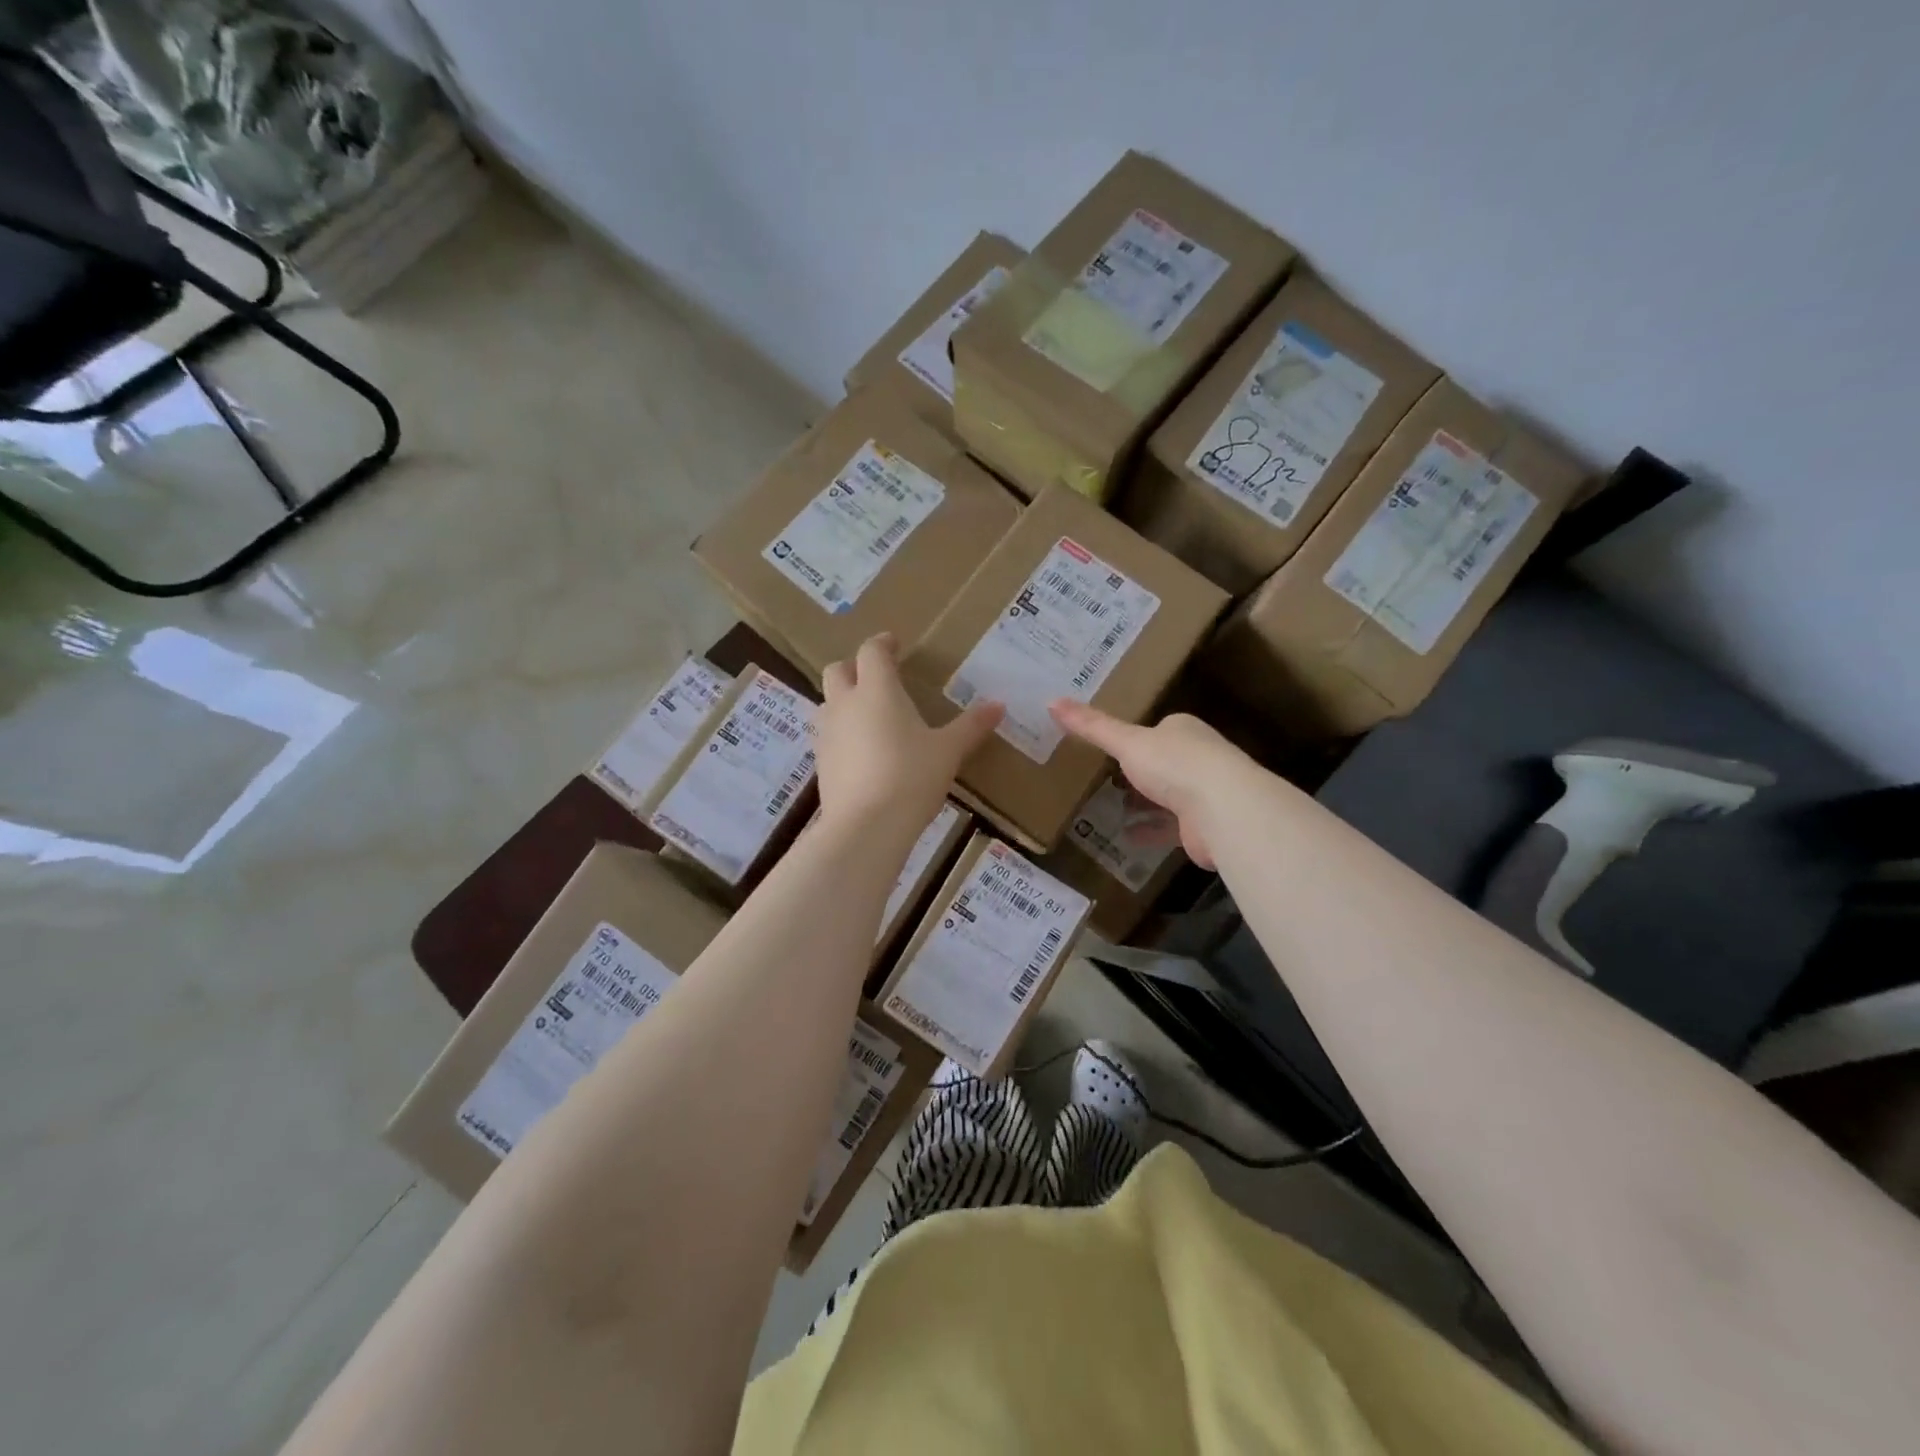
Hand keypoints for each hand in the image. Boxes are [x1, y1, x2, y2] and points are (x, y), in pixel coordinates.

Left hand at [817, 635, 1000, 835]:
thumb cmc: (912, 777)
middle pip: (838, 670)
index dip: (882, 643)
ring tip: (870, 715)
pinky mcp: (820, 762)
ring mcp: (827, 733)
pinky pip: (828, 734)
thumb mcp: (948, 751)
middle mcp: (845, 704)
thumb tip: (999, 705)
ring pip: (828, 702)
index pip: (871, 652)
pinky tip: (862, 751)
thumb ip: (971, 726)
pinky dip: (842, 732)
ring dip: (845, 700)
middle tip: (877, 676)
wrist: (866, 826)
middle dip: (855, 667)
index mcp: (877, 690)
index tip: (894, 643)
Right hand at [1048, 701, 1244, 868]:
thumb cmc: (1175, 765)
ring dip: (1144, 802)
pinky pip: (1169, 827)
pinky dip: (1149, 831)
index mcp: (1183, 731)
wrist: (1224, 810)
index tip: (1112, 746)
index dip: (1136, 738)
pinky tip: (1127, 837)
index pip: (1158, 729)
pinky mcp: (1201, 826)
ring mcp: (1203, 793)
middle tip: (1106, 778)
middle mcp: (1198, 758)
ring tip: (1112, 807)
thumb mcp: (1126, 742)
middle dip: (1140, 771)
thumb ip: (1091, 726)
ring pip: (1167, 796)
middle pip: (1163, 763)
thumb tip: (1051, 700)